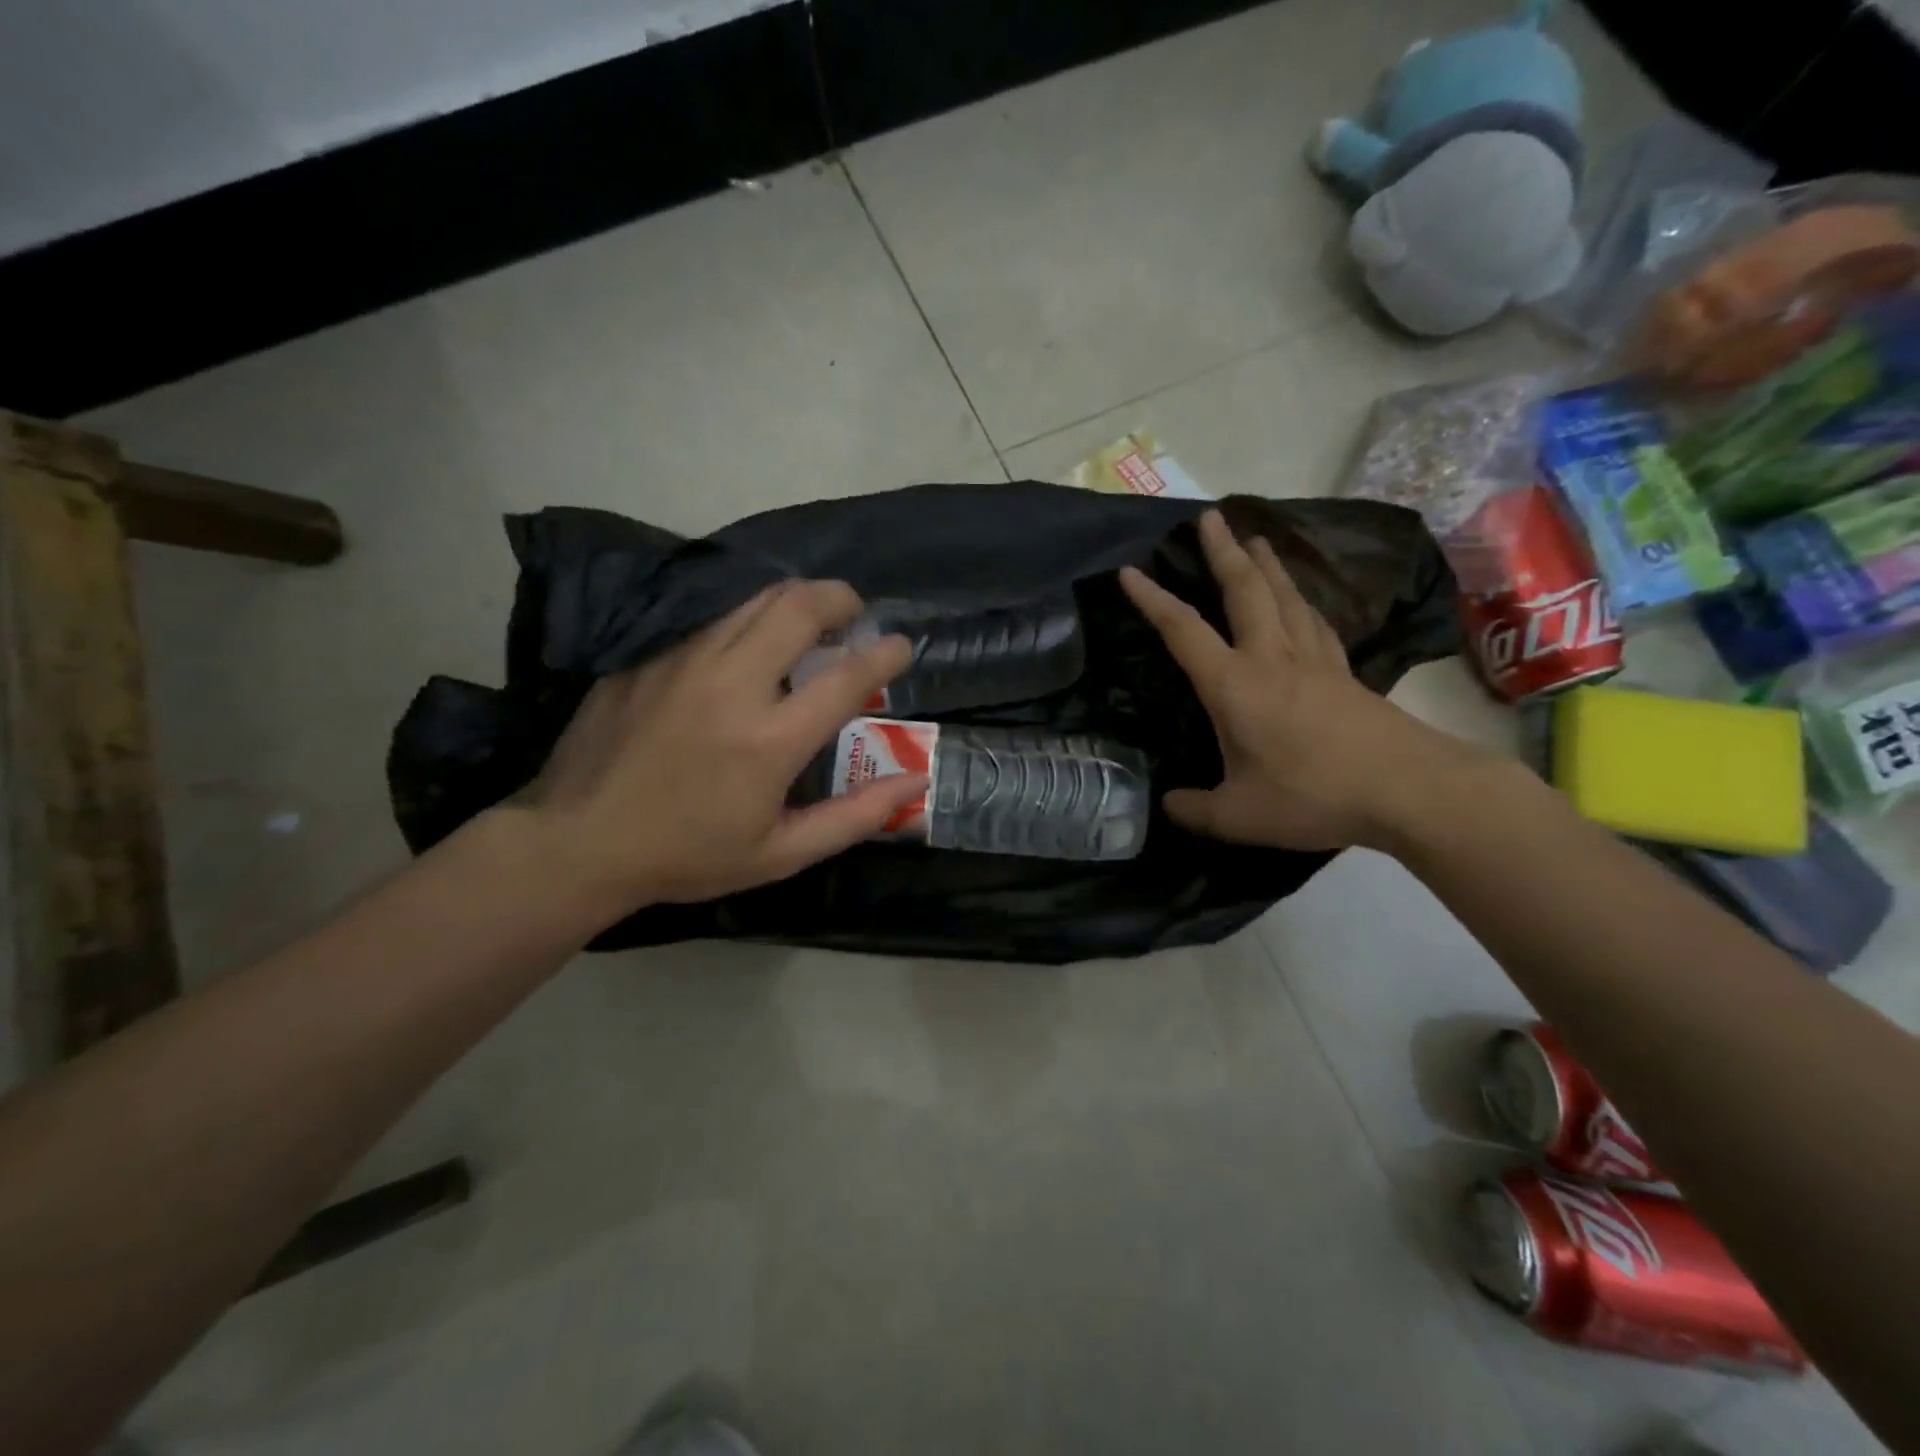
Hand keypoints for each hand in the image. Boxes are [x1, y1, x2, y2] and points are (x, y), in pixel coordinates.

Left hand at [508, 579, 924, 922]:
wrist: (577, 843)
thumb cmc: (689, 855)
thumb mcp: (782, 853)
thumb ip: (856, 816)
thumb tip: (915, 783)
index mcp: (770, 740)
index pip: (846, 676)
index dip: (885, 654)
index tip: (902, 647)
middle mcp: (731, 685)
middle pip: (798, 607)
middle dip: (840, 598)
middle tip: (854, 614)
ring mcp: (683, 662)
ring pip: (754, 601)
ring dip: (796, 601)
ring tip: (811, 622)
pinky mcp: (649, 657)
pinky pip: (714, 621)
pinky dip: (748, 621)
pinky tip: (749, 649)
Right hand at [1120, 510, 1477, 852]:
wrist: (1409, 789)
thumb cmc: (1313, 795)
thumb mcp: (1238, 816)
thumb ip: (1195, 810)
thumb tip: (1169, 804)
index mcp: (1235, 685)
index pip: (1183, 631)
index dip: (1152, 600)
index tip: (1129, 571)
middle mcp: (1272, 658)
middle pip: (1245, 591)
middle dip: (1223, 551)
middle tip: (1210, 517)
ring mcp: (1315, 662)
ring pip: (1286, 597)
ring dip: (1267, 565)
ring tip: (1256, 539)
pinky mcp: (1345, 674)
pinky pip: (1315, 622)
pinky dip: (1301, 600)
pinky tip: (1302, 601)